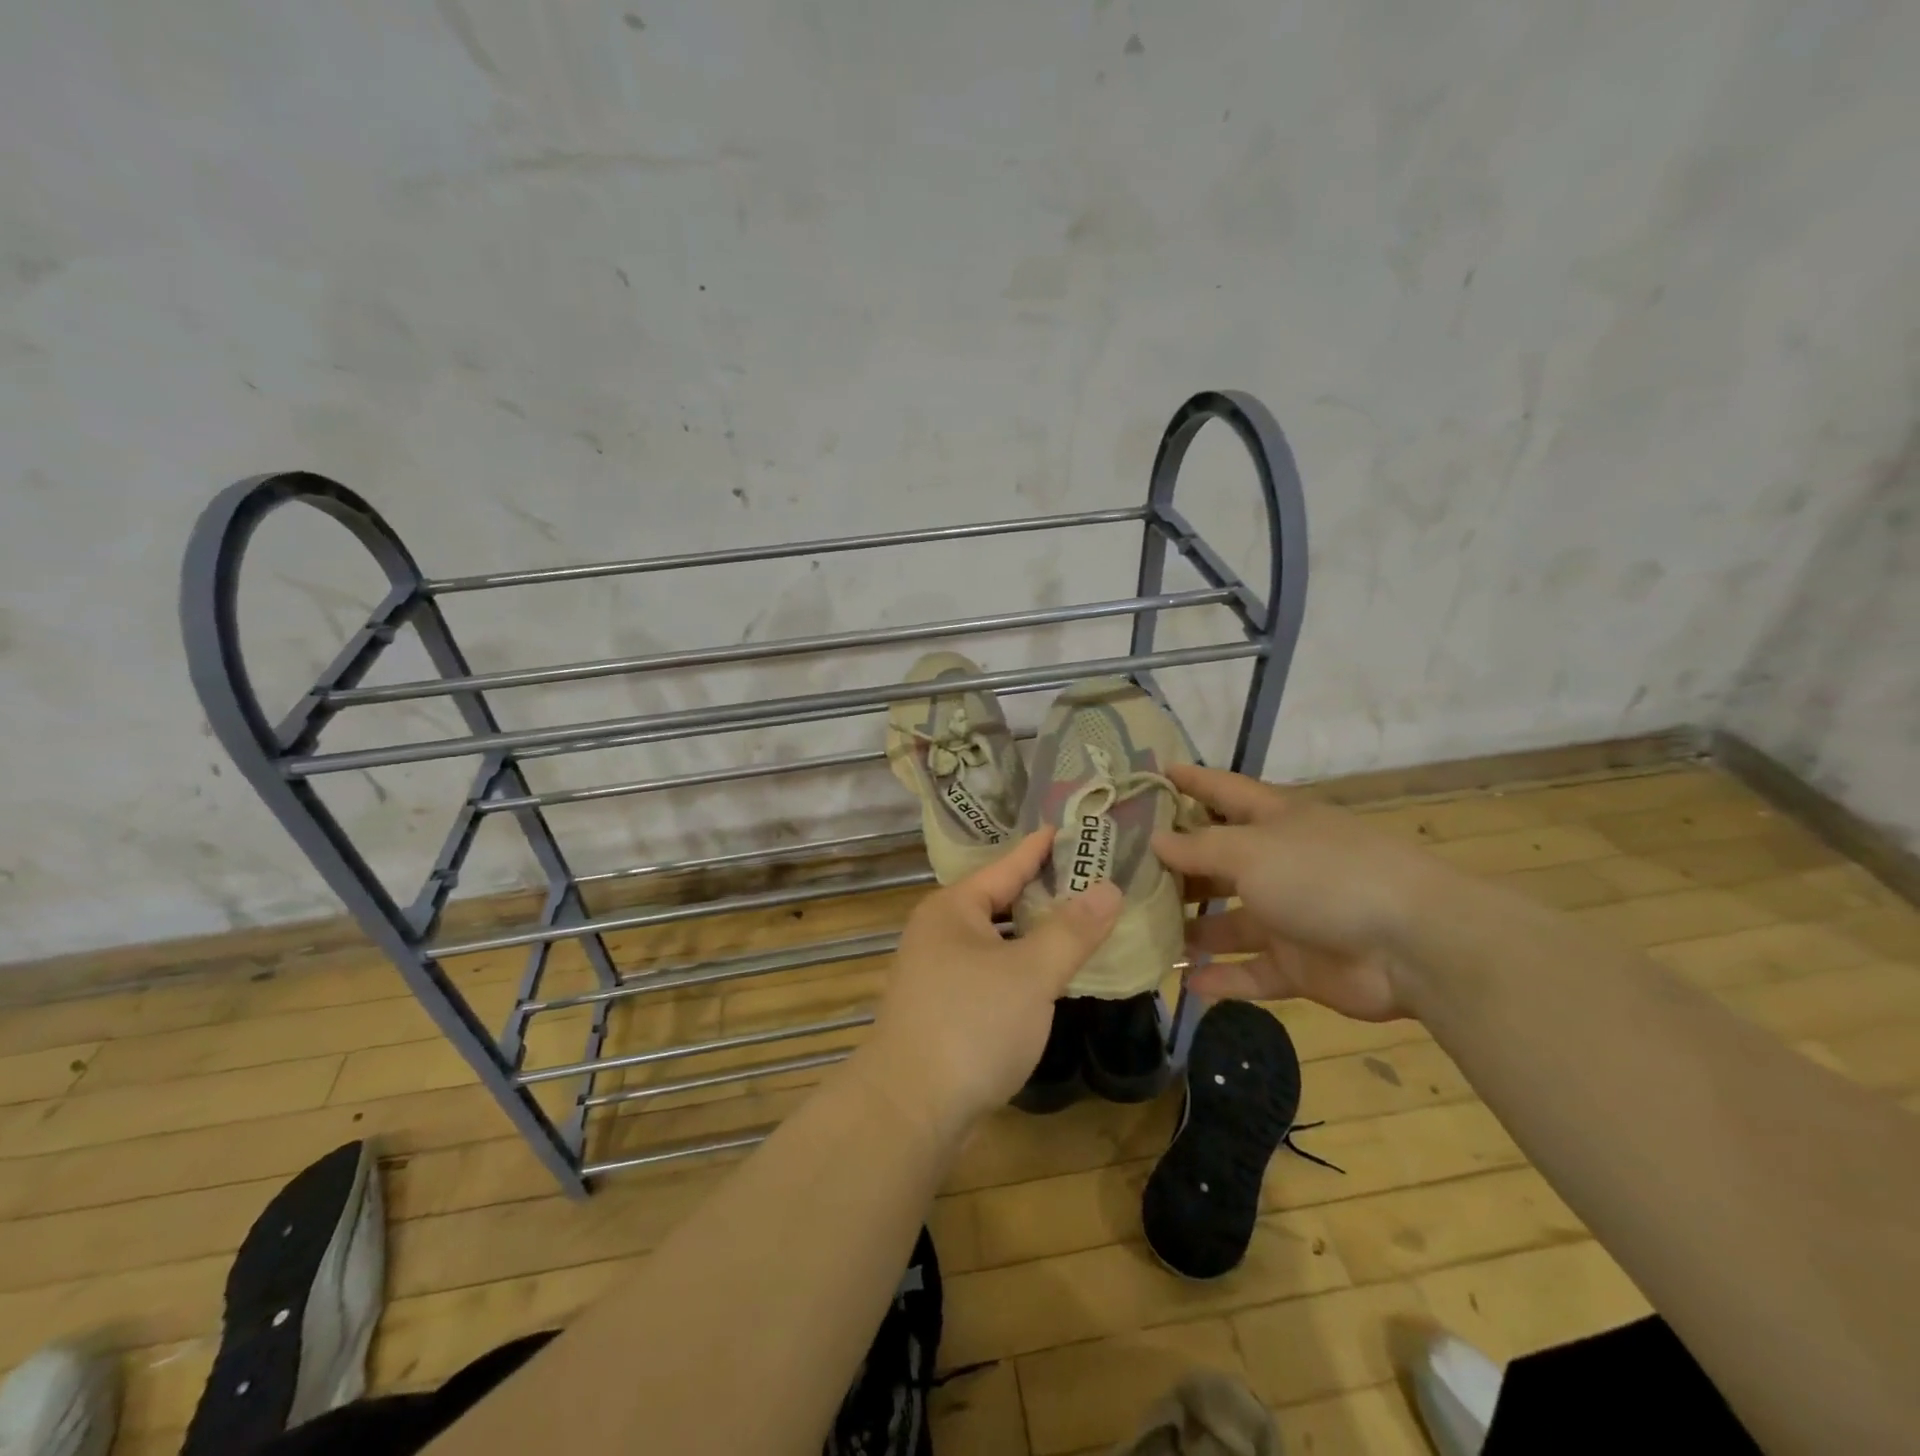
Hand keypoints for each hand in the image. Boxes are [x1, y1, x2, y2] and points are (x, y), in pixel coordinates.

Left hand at [857, 829, 1121, 1135]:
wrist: (909, 1108)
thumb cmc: (971, 1025)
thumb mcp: (1031, 973)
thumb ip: (1072, 930)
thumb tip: (1109, 887)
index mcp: (953, 908)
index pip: (1006, 866)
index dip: (1039, 848)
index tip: (1067, 827)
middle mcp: (939, 932)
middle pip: (1000, 901)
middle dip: (1043, 891)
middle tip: (1089, 875)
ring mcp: (937, 972)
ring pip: (996, 940)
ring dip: (1033, 934)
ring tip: (1078, 921)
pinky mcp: (944, 1008)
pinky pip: (991, 972)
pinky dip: (1020, 967)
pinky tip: (1048, 975)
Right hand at [1152, 765, 1445, 1021]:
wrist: (1413, 945)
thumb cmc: (1323, 876)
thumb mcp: (1250, 850)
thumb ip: (1198, 848)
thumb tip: (1156, 841)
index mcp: (1274, 821)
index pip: (1222, 791)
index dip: (1188, 780)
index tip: (1150, 774)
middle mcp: (1279, 864)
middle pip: (1217, 861)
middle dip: (1175, 866)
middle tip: (1122, 872)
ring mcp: (1289, 917)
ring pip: (1228, 922)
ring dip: (1191, 928)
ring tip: (1142, 931)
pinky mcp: (1299, 965)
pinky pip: (1251, 971)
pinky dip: (1222, 979)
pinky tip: (1184, 983)